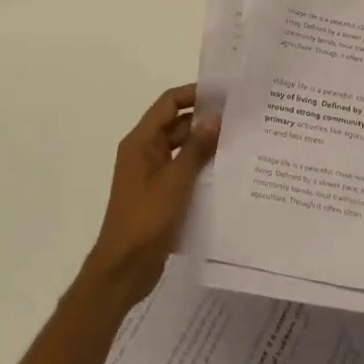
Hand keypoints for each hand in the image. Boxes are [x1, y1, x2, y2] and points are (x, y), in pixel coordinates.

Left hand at [77, 85, 217, 310]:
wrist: (123, 269)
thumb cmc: (146, 219)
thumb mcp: (176, 181)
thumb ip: (197, 148)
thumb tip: (216, 117)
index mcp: (141, 142)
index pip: (168, 103)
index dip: (194, 94)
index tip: (225, 93)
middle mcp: (144, 152)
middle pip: (176, 124)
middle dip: (204, 119)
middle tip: (239, 118)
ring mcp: (151, 174)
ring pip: (181, 148)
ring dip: (204, 145)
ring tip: (239, 142)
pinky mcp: (159, 194)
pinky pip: (182, 170)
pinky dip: (200, 167)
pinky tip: (226, 173)